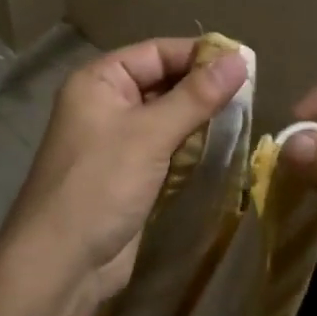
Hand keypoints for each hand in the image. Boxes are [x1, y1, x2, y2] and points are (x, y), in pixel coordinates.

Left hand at [0, 38, 249, 307]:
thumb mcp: (150, 134)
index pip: (156, 52)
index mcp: (98, 81)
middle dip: (202, 87)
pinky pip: (167, 149)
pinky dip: (192, 147)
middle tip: (253, 92)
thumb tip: (241, 58)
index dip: (198, 55)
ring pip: (168, 118)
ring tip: (246, 116)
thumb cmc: (100, 185)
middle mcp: (106, 104)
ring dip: (201, 119)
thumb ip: (196, 96)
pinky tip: (223, 147)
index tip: (246, 62)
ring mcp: (117, 142)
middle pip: (162, 82)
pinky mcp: (130, 174)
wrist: (63, 263)